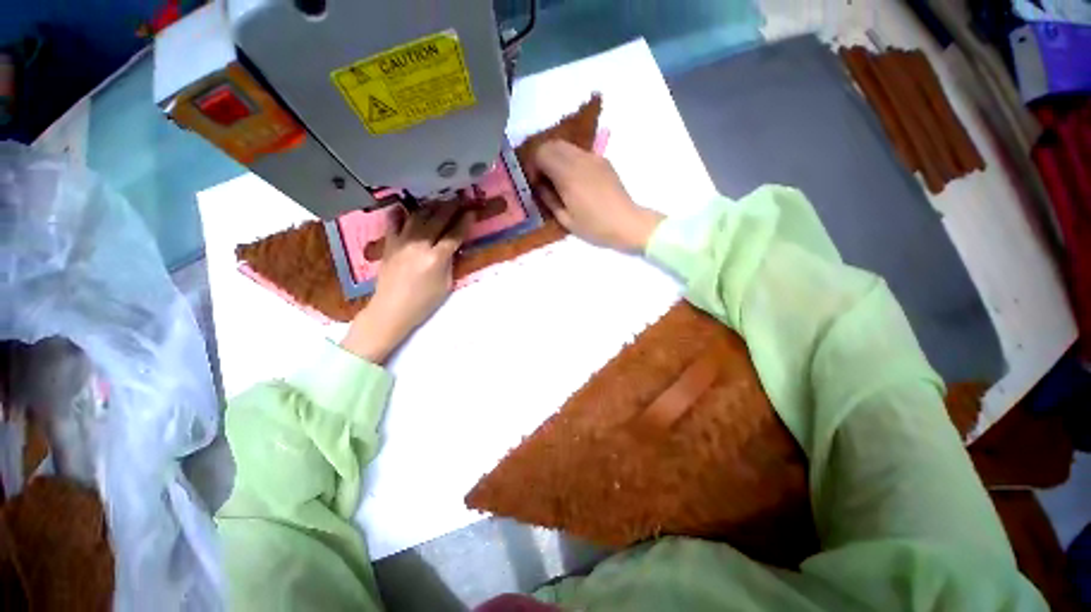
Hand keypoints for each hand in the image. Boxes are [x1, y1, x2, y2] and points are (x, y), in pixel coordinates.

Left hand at [341, 202, 472, 362]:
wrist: (391, 309)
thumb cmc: (423, 302)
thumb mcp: (446, 285)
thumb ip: (450, 263)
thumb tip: (453, 247)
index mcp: (436, 258)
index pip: (454, 234)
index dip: (465, 222)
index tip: (472, 211)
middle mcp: (419, 245)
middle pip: (437, 219)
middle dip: (451, 207)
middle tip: (460, 198)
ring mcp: (402, 242)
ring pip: (418, 216)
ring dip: (431, 206)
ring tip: (440, 200)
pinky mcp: (389, 243)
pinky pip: (394, 221)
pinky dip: (402, 212)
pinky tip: (408, 208)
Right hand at [534, 140, 663, 251]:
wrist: (627, 223)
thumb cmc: (595, 227)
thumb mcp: (566, 220)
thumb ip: (549, 199)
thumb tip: (539, 186)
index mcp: (568, 175)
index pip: (541, 153)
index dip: (533, 166)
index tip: (535, 183)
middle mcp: (580, 160)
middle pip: (552, 144)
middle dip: (542, 158)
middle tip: (543, 179)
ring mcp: (593, 157)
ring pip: (566, 145)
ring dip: (556, 158)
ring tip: (558, 179)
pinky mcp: (602, 160)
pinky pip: (579, 152)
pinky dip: (569, 159)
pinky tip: (574, 179)